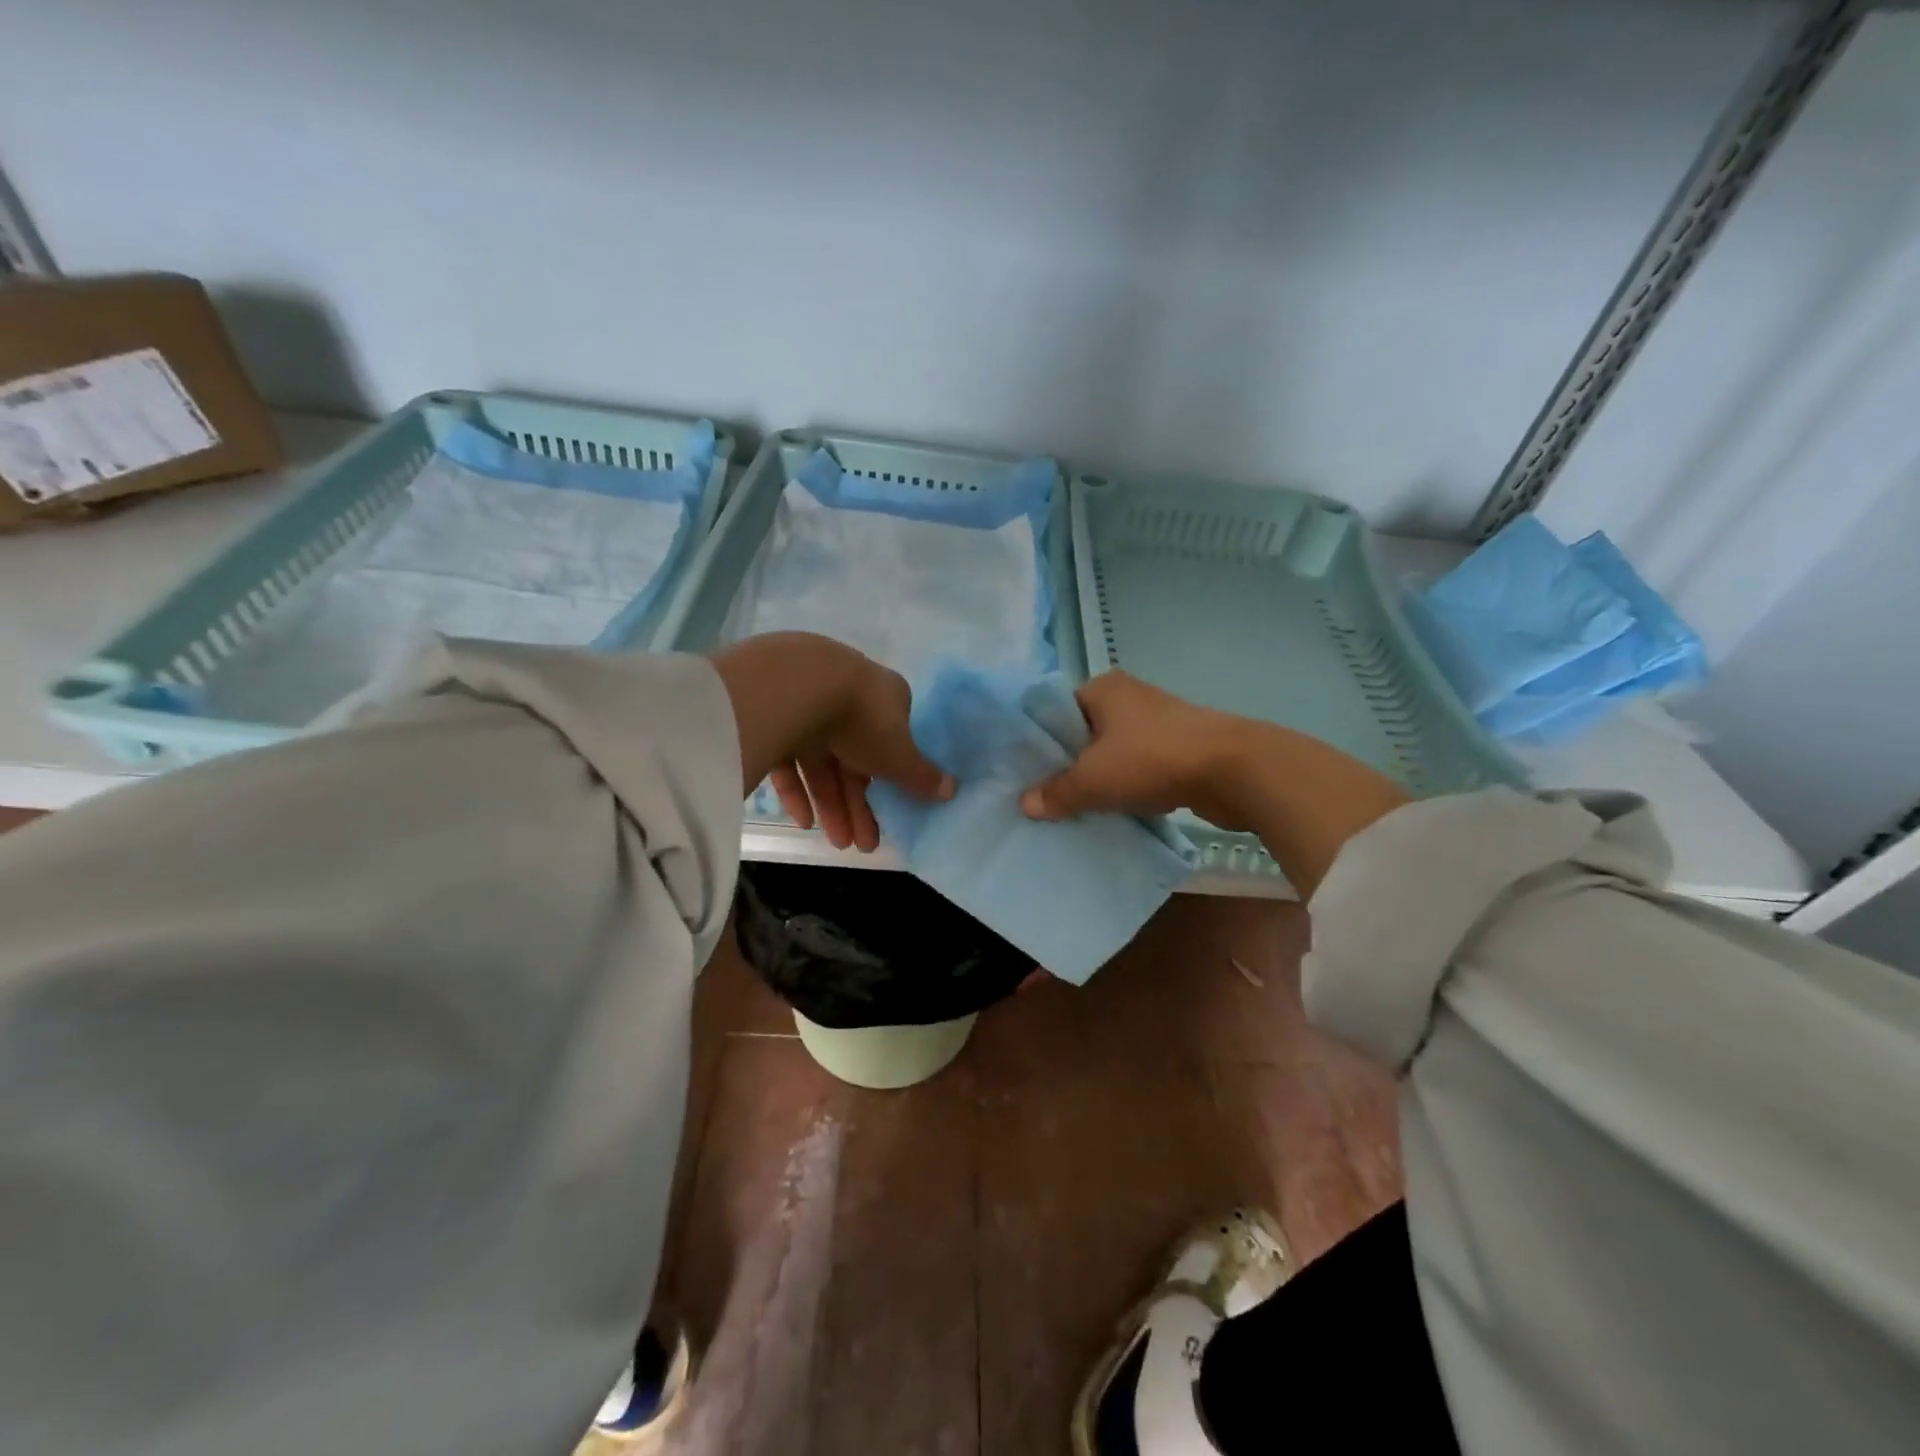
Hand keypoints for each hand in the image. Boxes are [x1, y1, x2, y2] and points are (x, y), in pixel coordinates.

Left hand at [709, 633, 952, 851]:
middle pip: (855, 758)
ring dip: (831, 804)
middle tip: (861, 845)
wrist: (797, 686)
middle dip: (858, 804)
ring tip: (836, 843)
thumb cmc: (863, 719)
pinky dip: (797, 789)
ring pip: (822, 762)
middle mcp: (848, 699)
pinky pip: (788, 758)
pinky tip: (803, 821)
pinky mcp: (773, 717)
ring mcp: (808, 706)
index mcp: (884, 699)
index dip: (890, 781)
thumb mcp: (899, 755)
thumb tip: (953, 789)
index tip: (889, 811)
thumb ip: (922, 775)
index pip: (890, 744)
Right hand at [1020, 671, 1250, 827]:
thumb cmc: (1152, 759)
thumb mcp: (1093, 779)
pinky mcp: (1180, 748)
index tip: (1027, 774)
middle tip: (1046, 797)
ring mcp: (1158, 722)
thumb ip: (1057, 791)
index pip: (1057, 711)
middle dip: (1070, 765)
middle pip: (1085, 734)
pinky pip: (1141, 769)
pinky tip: (1117, 812)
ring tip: (1077, 809)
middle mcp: (1130, 698)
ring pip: (1114, 754)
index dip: (1041, 742)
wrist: (1233, 770)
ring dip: (1101, 780)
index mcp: (1103, 688)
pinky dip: (1130, 788)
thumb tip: (1026, 804)